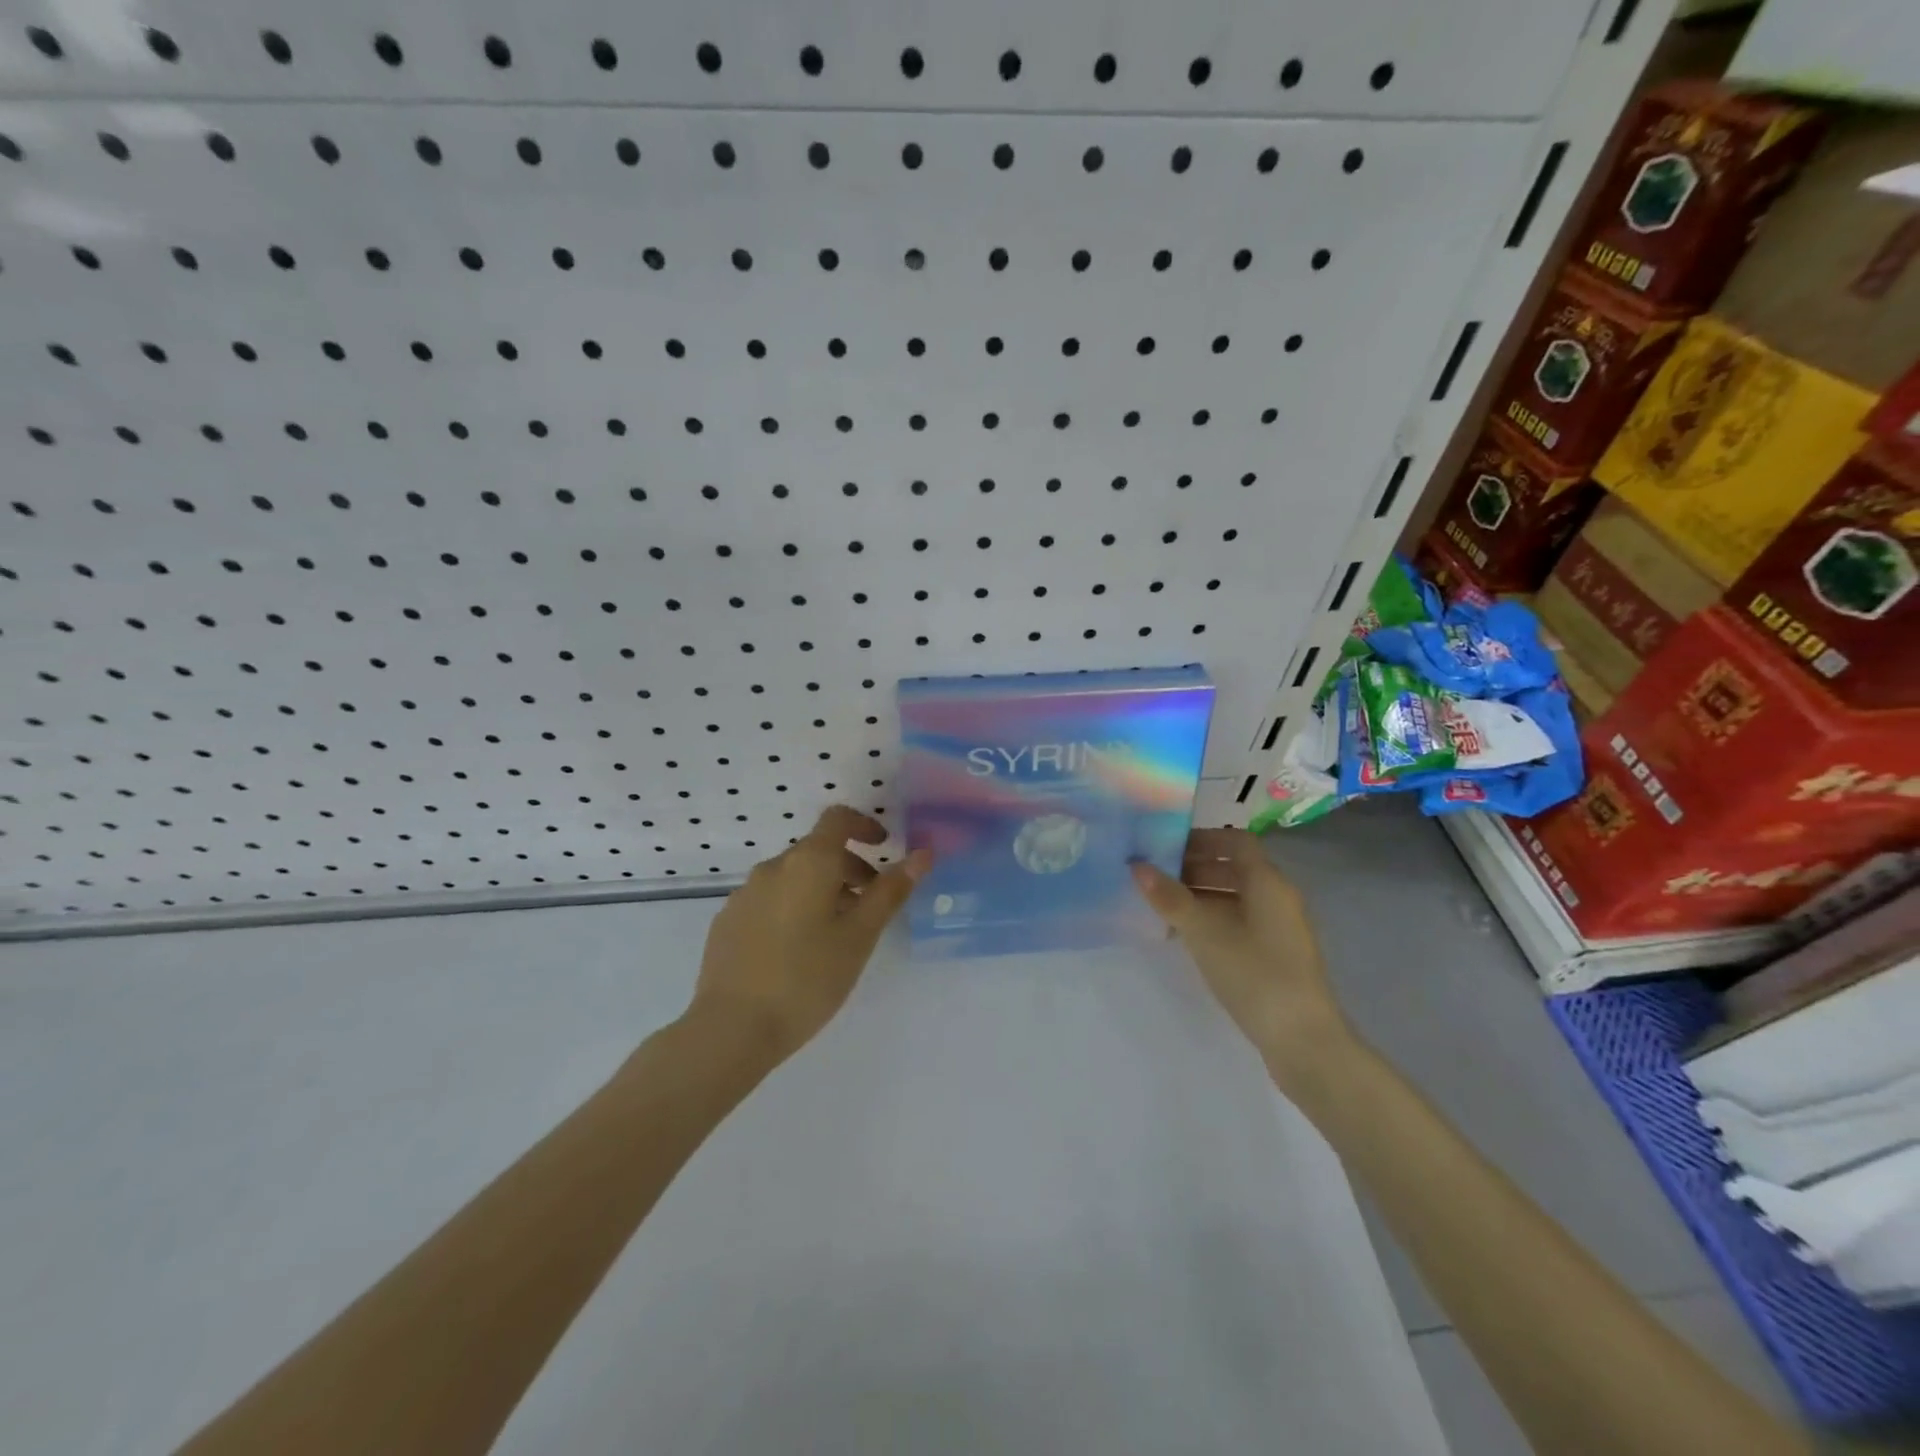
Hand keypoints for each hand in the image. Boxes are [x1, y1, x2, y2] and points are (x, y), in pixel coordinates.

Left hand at [688, 806, 930, 1065]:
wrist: (732, 1028)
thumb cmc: (808, 979)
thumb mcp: (860, 936)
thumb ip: (891, 891)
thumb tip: (923, 854)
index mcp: (808, 863)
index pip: (837, 819)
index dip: (864, 825)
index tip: (884, 847)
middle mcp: (772, 867)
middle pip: (817, 850)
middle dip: (849, 868)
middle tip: (870, 906)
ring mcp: (744, 894)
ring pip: (792, 877)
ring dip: (821, 890)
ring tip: (836, 934)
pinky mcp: (727, 921)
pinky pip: (769, 900)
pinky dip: (792, 908)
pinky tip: (797, 951)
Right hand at [1131, 831, 1354, 1085]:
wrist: (1302, 1040)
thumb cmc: (1254, 973)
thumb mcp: (1205, 932)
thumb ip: (1170, 898)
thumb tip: (1137, 866)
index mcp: (1267, 882)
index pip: (1236, 841)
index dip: (1202, 838)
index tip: (1166, 845)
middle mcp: (1277, 898)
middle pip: (1234, 868)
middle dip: (1194, 867)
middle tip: (1155, 875)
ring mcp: (1278, 929)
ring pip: (1234, 897)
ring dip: (1200, 895)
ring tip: (1161, 906)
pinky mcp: (1274, 956)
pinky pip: (1239, 922)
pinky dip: (1211, 920)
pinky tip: (1184, 936)